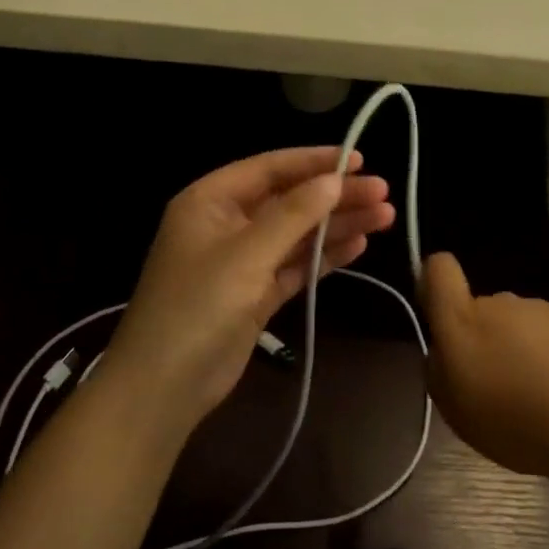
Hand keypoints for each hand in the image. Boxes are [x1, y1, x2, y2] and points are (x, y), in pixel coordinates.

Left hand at [100, 148, 393, 432]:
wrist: (163, 388)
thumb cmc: (197, 308)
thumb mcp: (246, 255)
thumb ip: (293, 215)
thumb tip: (334, 179)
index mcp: (211, 201)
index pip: (270, 168)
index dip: (316, 162)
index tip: (361, 160)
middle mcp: (227, 224)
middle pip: (290, 200)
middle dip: (335, 196)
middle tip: (384, 193)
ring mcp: (242, 261)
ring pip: (298, 233)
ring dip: (337, 225)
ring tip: (384, 217)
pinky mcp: (256, 293)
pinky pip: (296, 264)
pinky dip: (325, 256)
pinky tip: (359, 246)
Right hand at [421, 253, 548, 496]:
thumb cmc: (519, 425)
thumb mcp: (458, 415)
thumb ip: (440, 373)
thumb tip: (444, 353)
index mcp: (463, 323)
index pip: (438, 270)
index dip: (434, 283)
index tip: (442, 316)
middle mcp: (500, 304)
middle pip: (482, 310)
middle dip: (486, 339)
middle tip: (502, 387)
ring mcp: (542, 308)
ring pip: (520, 324)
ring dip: (524, 350)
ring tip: (544, 397)